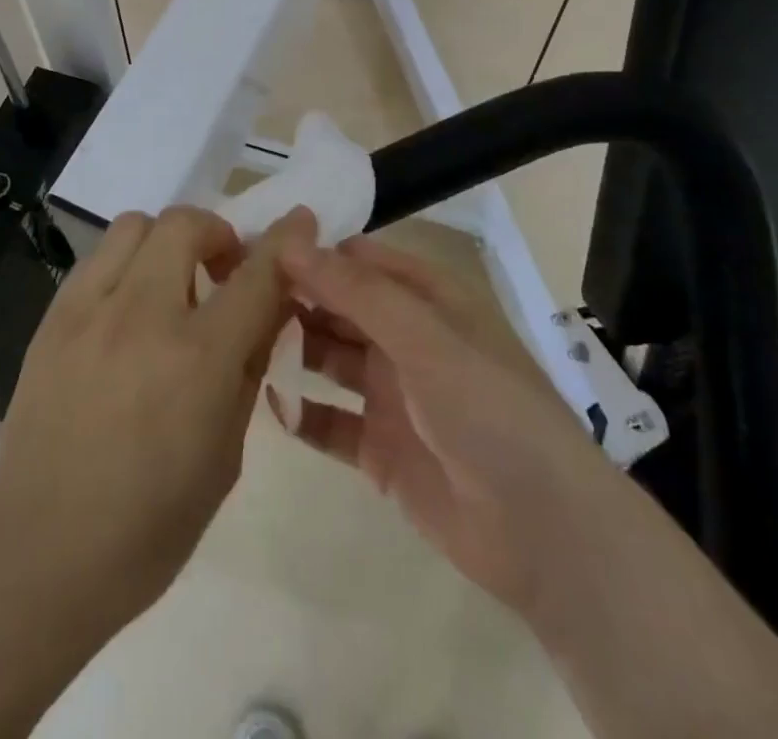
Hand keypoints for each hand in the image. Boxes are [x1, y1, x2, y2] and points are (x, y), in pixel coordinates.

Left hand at [0, 206, 308, 644]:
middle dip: (217, 234)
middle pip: (186, 224)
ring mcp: (89, 311)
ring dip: (166, 242)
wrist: (41, 557)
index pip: (257, 274)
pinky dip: (125, 265)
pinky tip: (125, 310)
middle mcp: (144, 316)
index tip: (298, 221)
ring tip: (169, 285)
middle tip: (221, 271)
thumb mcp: (226, 454)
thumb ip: (248, 369)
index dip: (285, 241)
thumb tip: (267, 311)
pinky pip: (97, 259)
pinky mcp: (52, 319)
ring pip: (135, 225)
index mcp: (199, 359)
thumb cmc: (150, 525)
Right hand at [274, 237, 611, 622]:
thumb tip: (291, 241)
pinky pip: (330, 421)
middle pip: (338, 307)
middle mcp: (406, 339)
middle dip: (292, 298)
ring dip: (291, 349)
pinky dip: (301, 411)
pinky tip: (267, 401)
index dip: (311, 251)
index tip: (254, 246)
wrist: (546, 536)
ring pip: (329, 358)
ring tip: (237, 341)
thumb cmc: (489, 411)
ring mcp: (391, 395)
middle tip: (231, 294)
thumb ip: (355, 291)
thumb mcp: (424, 338)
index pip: (358, 260)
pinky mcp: (380, 450)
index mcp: (427, 300)